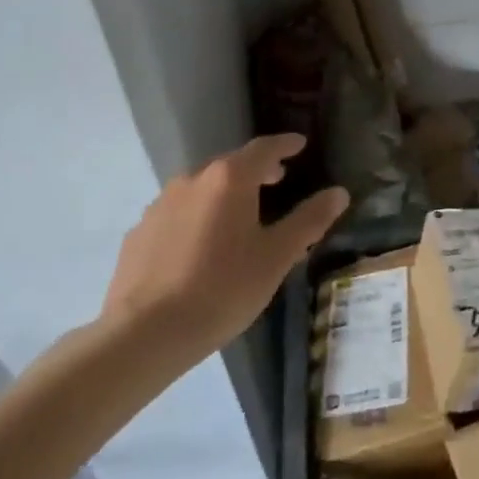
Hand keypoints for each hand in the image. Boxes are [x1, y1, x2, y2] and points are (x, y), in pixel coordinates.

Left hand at [101, 134, 347, 353]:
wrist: (145, 333)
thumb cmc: (223, 289)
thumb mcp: (276, 256)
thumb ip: (309, 220)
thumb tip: (339, 192)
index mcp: (229, 179)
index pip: (264, 148)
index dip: (285, 144)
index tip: (299, 144)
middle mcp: (192, 180)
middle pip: (230, 165)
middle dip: (256, 170)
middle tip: (277, 181)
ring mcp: (160, 205)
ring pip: (201, 189)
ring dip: (224, 195)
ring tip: (240, 218)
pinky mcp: (139, 233)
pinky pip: (177, 214)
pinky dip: (196, 218)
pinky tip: (201, 247)